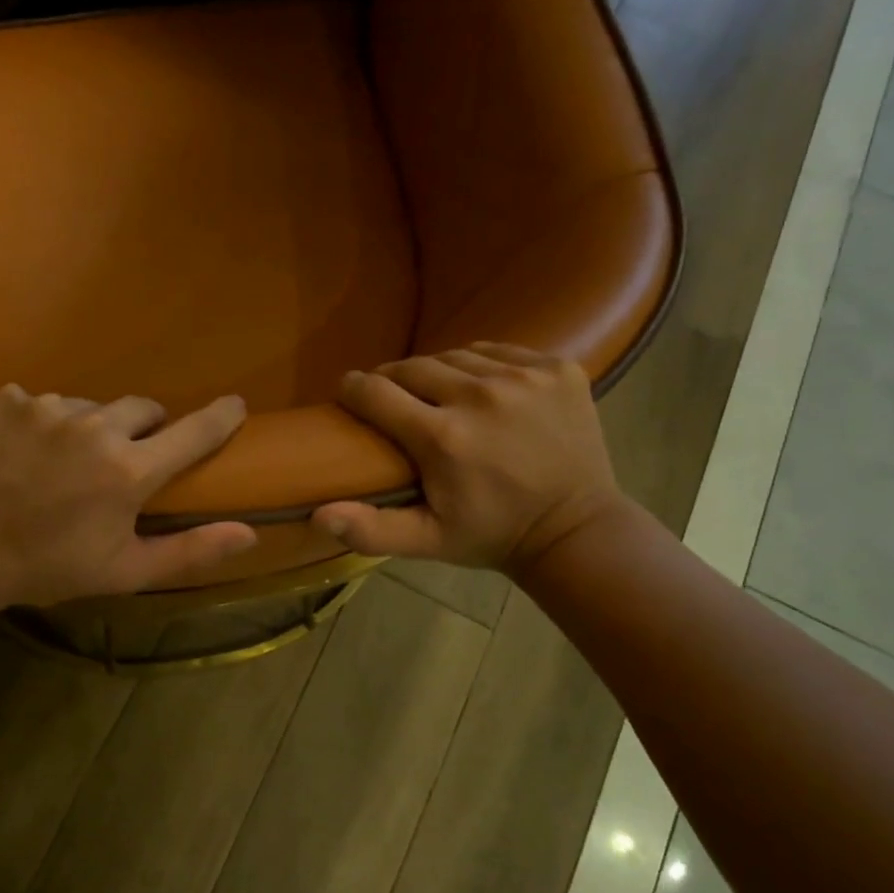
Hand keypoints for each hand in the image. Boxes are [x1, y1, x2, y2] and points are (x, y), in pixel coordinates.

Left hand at [0, 385, 257, 609]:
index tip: (236, 405)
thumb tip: (249, 535)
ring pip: (92, 405)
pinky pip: (44, 402)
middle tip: (126, 460)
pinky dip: (45, 423)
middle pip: (143, 409)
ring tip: (66, 462)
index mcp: (130, 469)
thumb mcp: (124, 572)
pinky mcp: (10, 400)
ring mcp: (49, 407)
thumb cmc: (46, 567)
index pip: (193, 432)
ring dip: (92, 427)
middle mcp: (96, 425)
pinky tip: (26, 452)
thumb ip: (190, 551)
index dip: (220, 418)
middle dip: (145, 429)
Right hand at [313, 343, 625, 571]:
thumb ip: (371, 528)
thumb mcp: (427, 541)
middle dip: (393, 380)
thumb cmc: (491, 535)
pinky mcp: (557, 368)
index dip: (354, 389)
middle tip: (390, 398)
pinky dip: (480, 364)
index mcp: (443, 438)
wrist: (575, 529)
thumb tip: (318, 514)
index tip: (348, 392)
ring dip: (437, 371)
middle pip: (413, 367)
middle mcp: (481, 396)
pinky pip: (498, 351)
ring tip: (434, 393)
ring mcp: (524, 377)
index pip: (376, 392)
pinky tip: (480, 387)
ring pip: (455, 355)